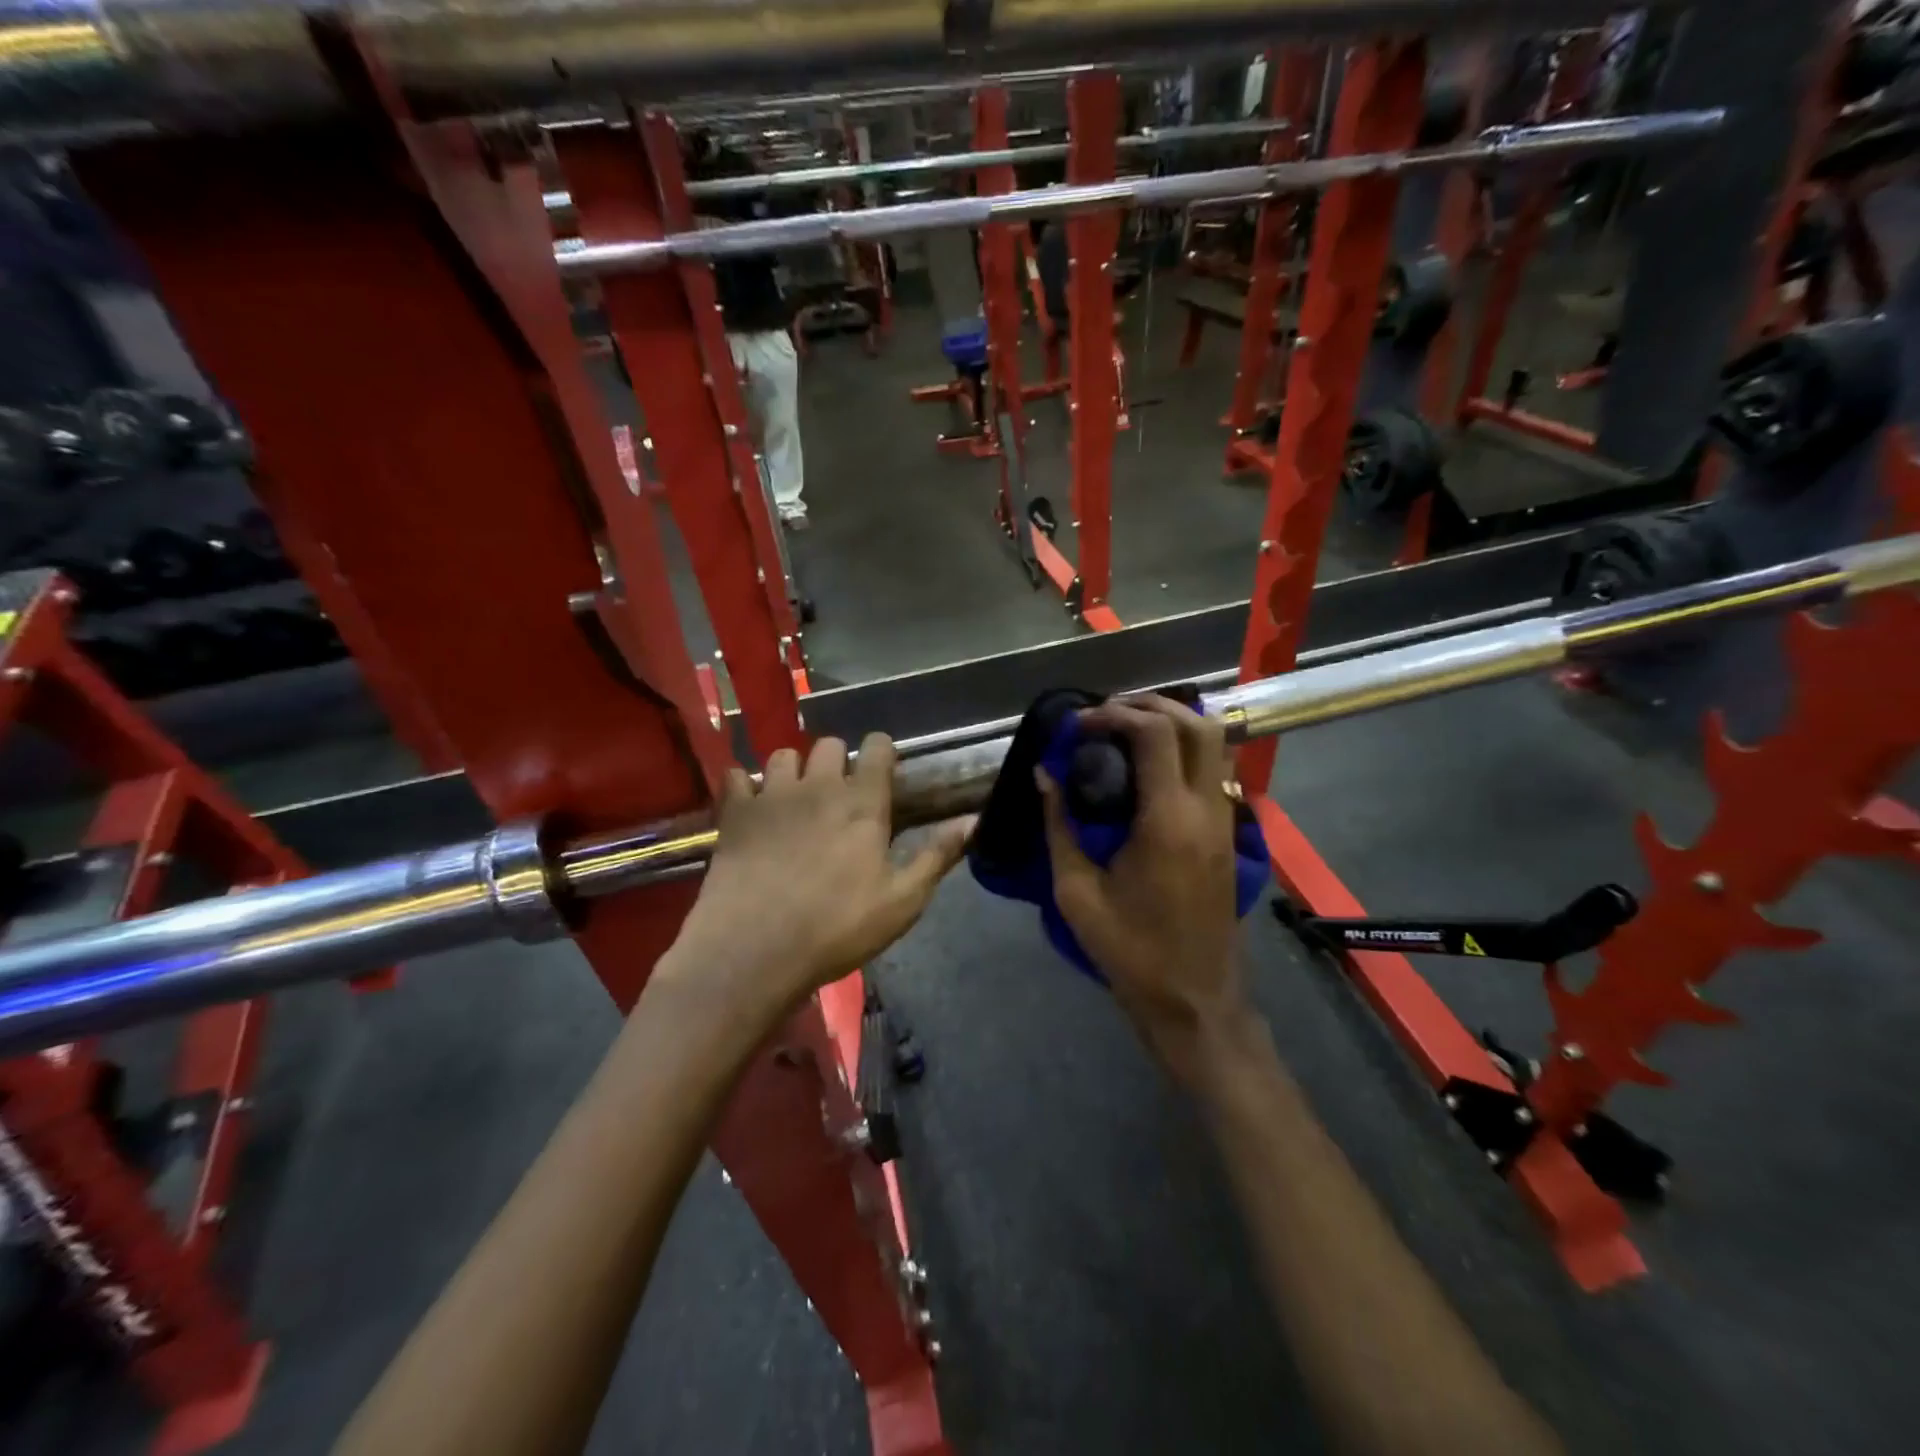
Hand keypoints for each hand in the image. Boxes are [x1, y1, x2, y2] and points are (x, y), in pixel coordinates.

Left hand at [669, 734, 972, 1011]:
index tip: (883, 771)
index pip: (877, 747)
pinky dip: (744, 786)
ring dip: (793, 770)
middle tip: (838, 793)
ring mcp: (771, 795)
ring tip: (794, 799)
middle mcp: (818, 786)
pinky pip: (735, 776)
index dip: (882, 752)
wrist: (754, 950)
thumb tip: (975, 820)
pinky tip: (750, 807)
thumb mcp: (902, 901)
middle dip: (837, 760)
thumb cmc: (837, 928)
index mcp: (862, 803)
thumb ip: (938, 855)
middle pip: (828, 744)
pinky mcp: (734, 813)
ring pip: (783, 756)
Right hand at [1038, 695, 1250, 1080]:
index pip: (1153, 734)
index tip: (1077, 724)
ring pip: (1215, 742)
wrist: (1194, 999)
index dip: (1113, 715)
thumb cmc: (1129, 950)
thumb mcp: (1076, 891)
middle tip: (1104, 714)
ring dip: (1173, 721)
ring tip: (1126, 728)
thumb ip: (1059, 826)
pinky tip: (1151, 764)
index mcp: (1168, 819)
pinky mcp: (1229, 834)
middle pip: (1195, 723)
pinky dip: (1187, 747)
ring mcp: (1226, 820)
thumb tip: (1044, 774)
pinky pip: (1216, 769)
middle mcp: (1206, 808)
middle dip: (1148, 705)